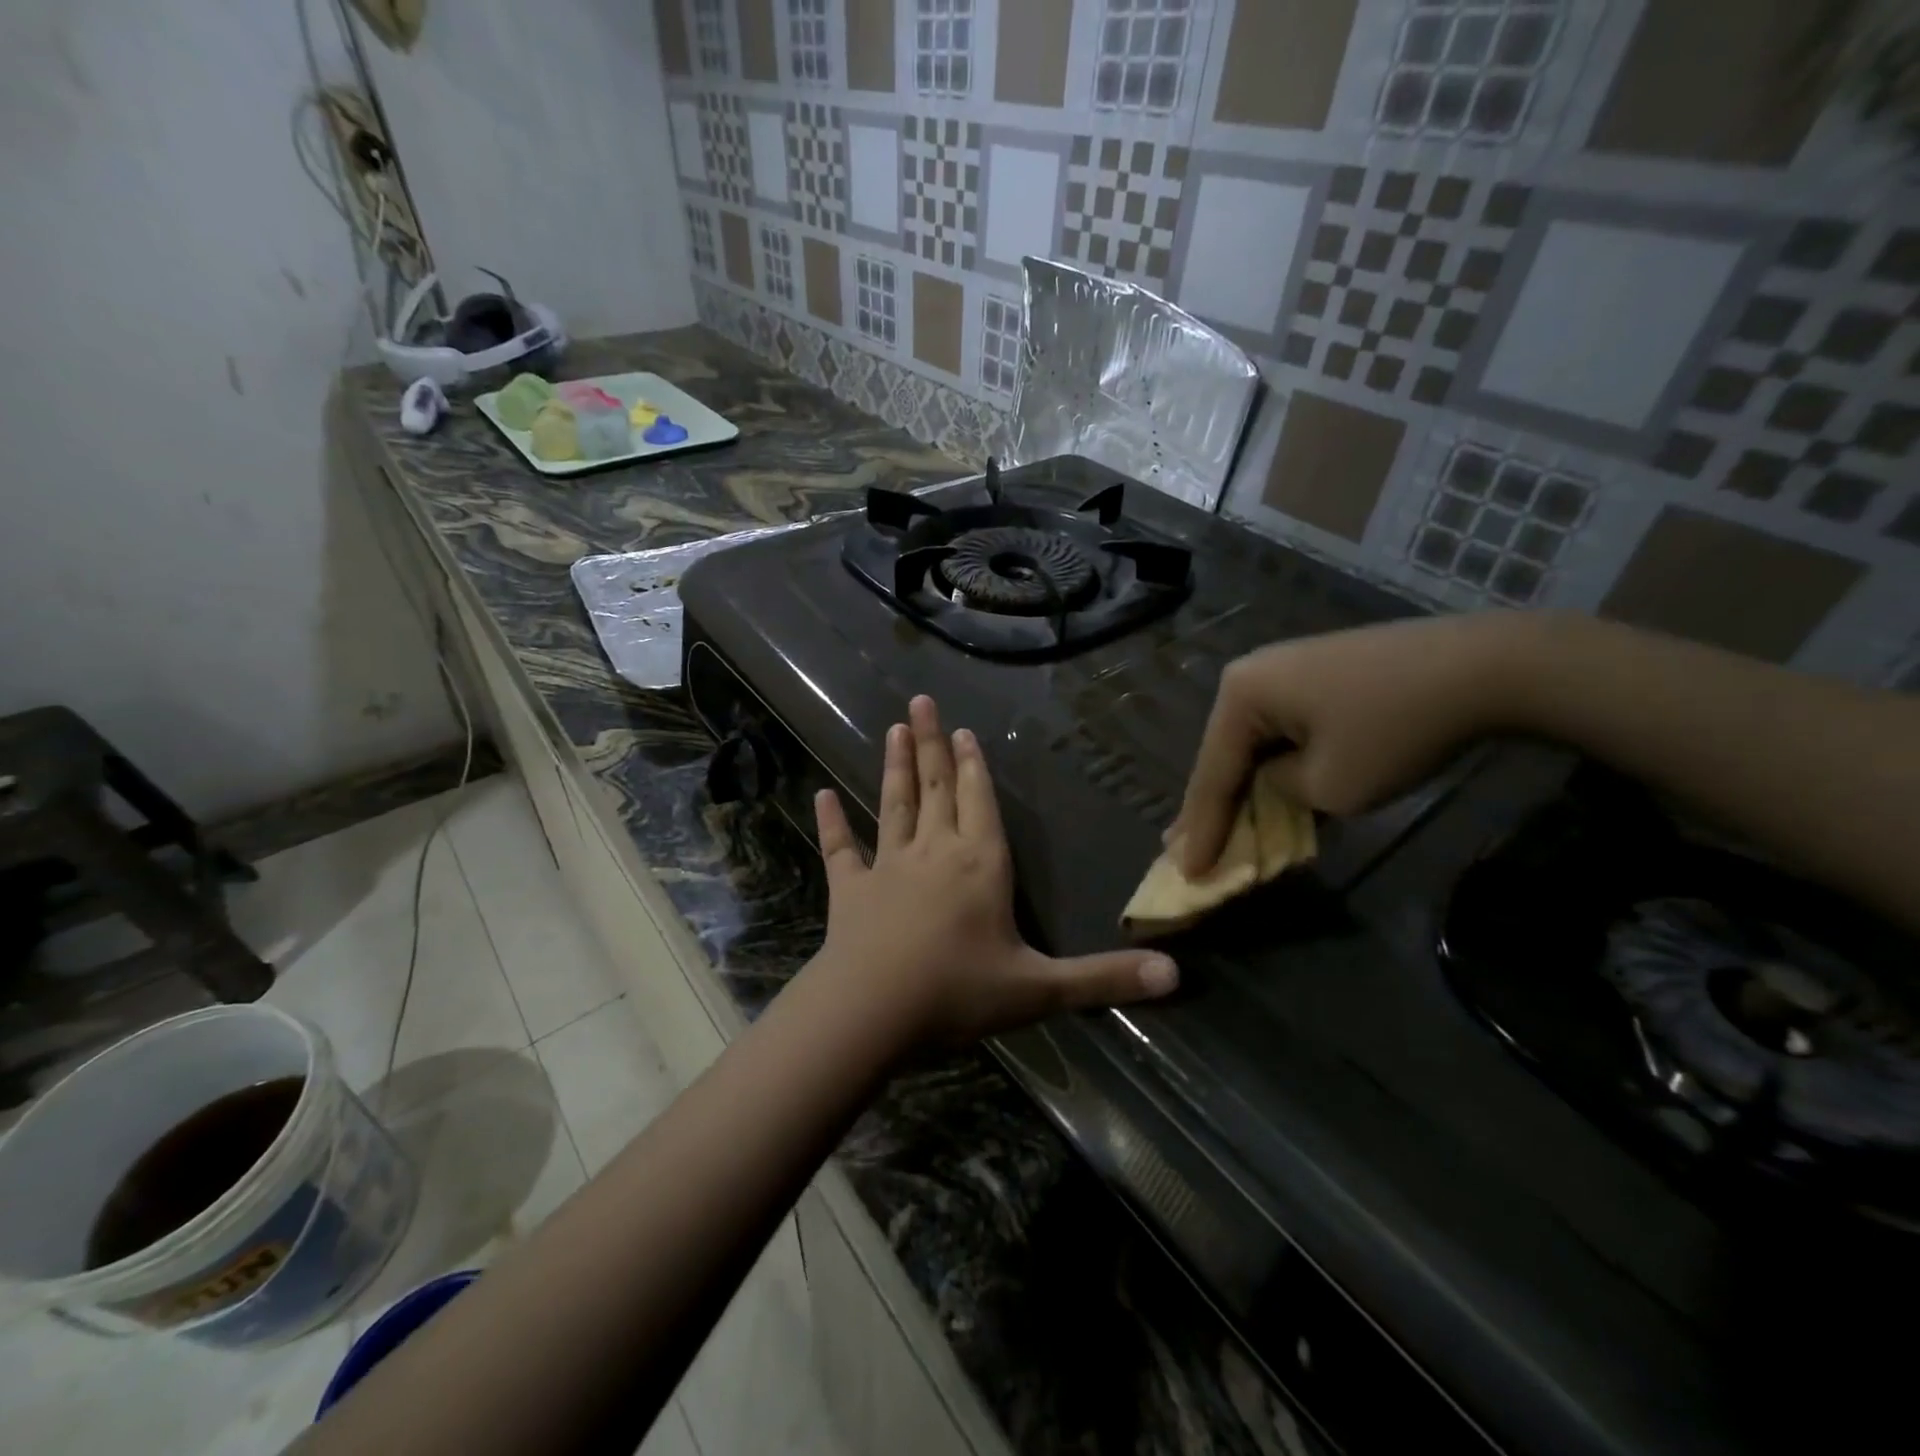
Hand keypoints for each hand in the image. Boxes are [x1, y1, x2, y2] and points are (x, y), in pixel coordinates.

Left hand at [812, 695, 1177, 1045]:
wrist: (872, 1012)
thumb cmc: (958, 993)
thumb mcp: (1039, 990)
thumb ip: (1104, 979)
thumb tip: (1176, 977)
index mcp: (980, 865)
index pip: (980, 802)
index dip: (975, 766)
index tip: (966, 731)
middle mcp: (935, 853)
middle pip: (937, 788)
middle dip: (935, 744)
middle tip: (922, 702)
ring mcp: (888, 867)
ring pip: (894, 805)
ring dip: (896, 766)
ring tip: (895, 729)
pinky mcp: (850, 890)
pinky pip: (841, 849)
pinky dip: (832, 822)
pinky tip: (821, 795)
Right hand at [1167, 615, 1525, 875]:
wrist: (1485, 667)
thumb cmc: (1395, 730)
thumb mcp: (1329, 786)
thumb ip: (1281, 793)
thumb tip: (1279, 781)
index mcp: (1241, 694)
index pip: (1213, 775)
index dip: (1200, 830)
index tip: (1186, 873)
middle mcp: (1252, 674)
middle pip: (1225, 755)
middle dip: (1212, 806)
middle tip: (1185, 851)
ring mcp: (1285, 670)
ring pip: (1254, 743)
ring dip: (1245, 786)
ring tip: (1217, 826)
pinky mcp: (1317, 675)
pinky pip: (1282, 730)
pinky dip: (1276, 765)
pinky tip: (1265, 790)